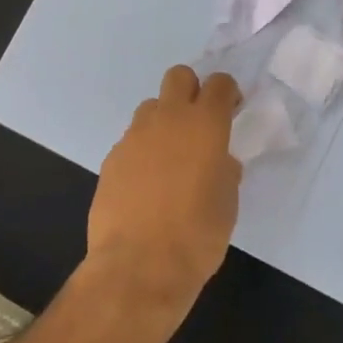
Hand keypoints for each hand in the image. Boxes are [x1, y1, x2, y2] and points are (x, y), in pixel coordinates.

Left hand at [86, 66, 244, 312]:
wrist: (139, 266)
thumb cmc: (197, 235)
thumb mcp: (227, 203)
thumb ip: (225, 170)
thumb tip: (219, 162)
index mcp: (204, 125)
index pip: (218, 83)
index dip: (227, 93)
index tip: (231, 111)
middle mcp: (167, 120)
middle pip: (178, 77)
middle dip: (191, 90)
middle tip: (199, 123)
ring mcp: (134, 136)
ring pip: (151, 107)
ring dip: (164, 121)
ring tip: (171, 158)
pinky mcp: (111, 157)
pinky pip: (132, 140)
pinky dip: (143, 151)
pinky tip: (147, 184)